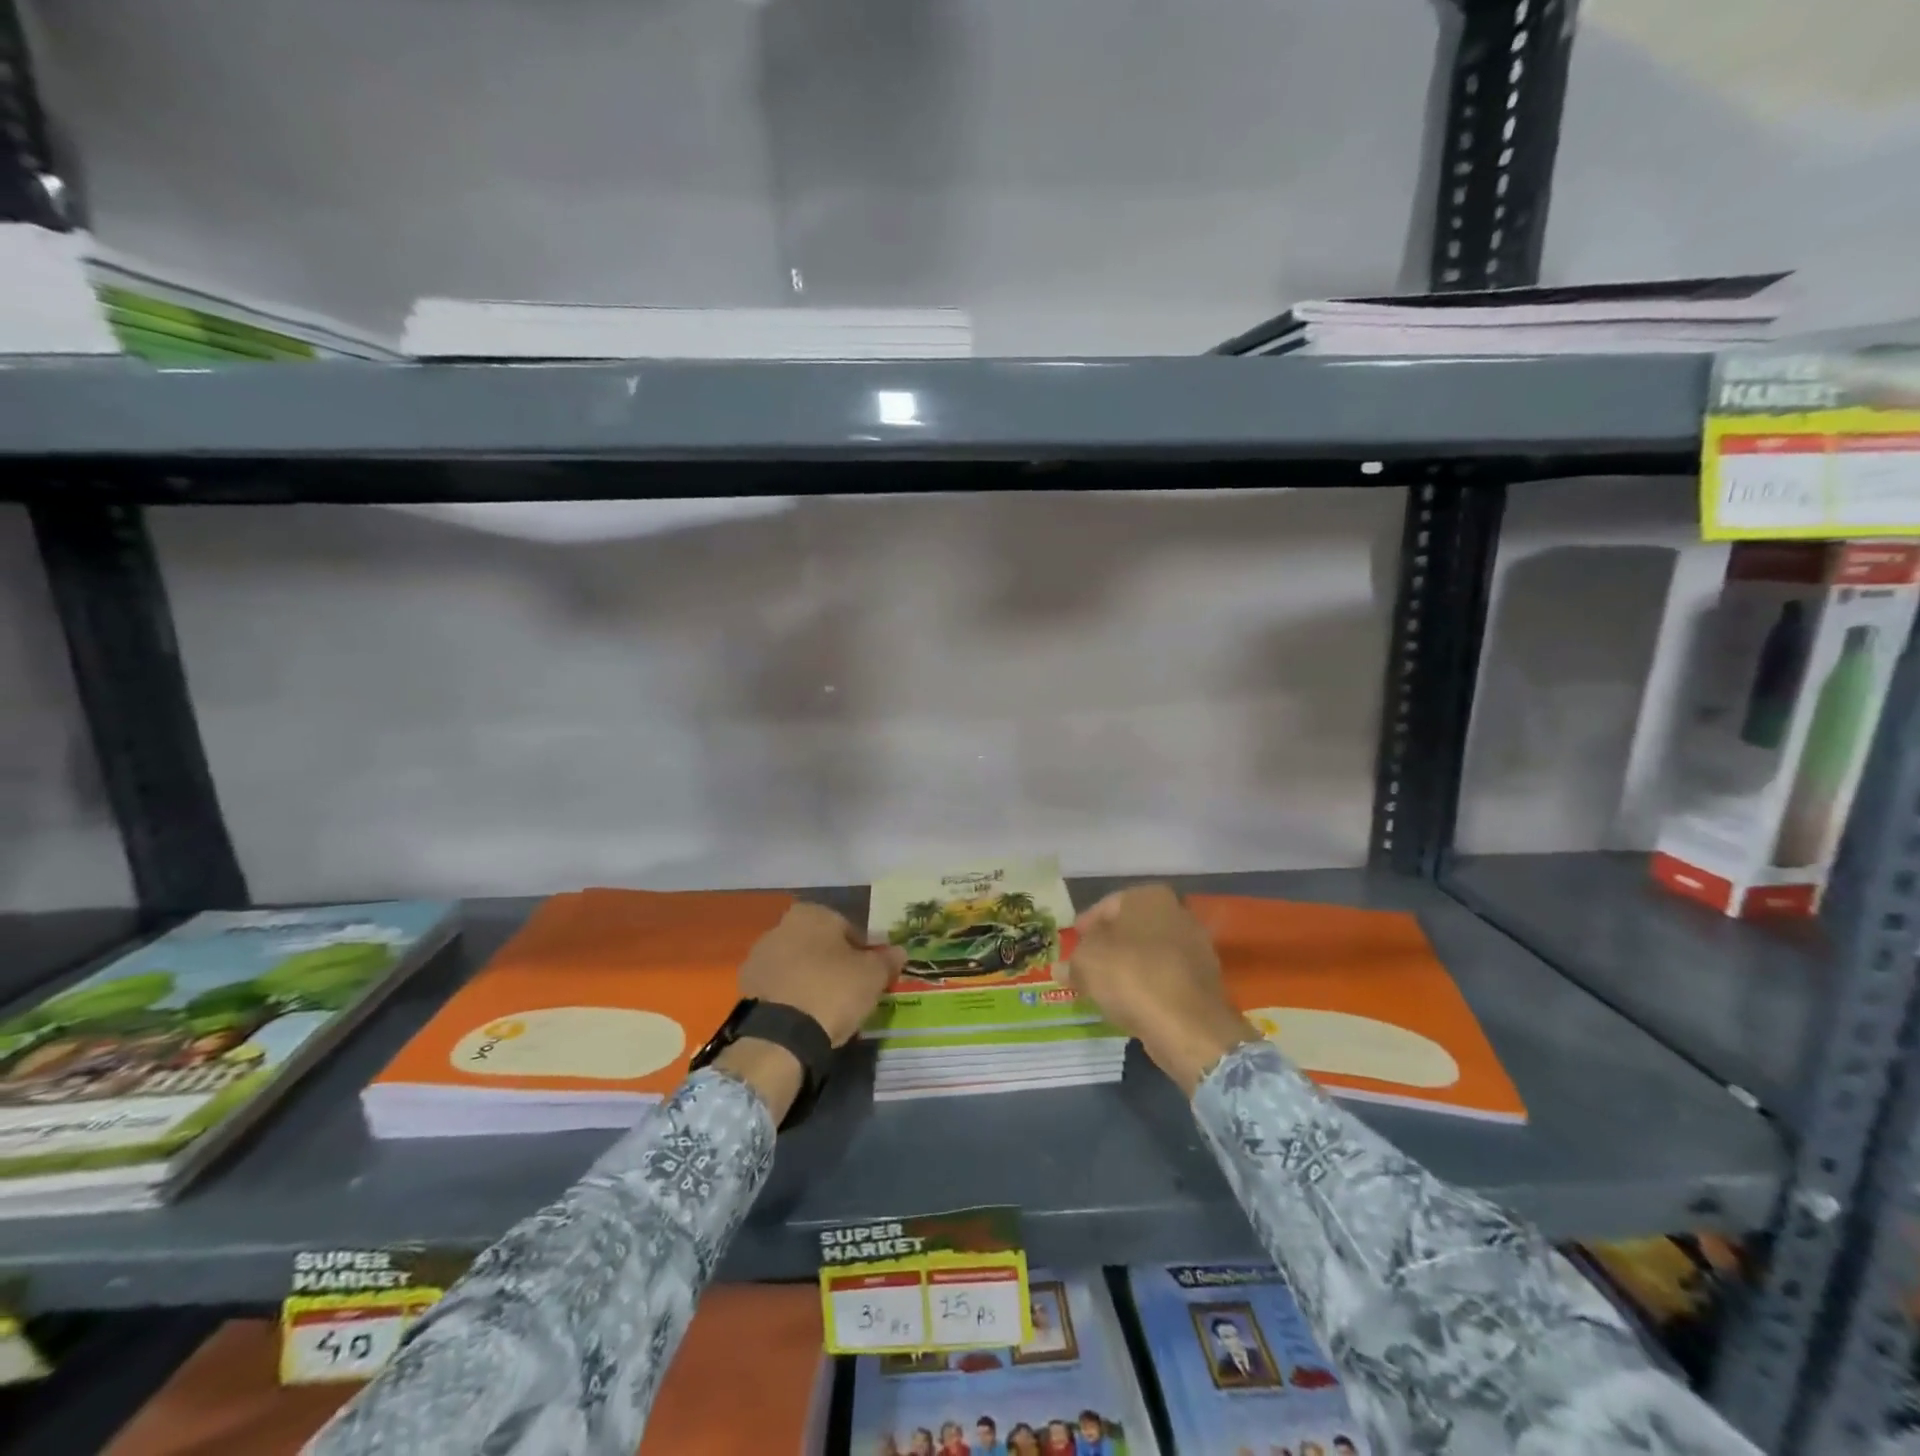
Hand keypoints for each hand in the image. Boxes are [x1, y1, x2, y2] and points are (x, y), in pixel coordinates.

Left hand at [715, 902, 902, 1121]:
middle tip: (850, 992)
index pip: (848, 929)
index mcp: (812, 913)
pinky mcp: (746, 986)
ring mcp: (759, 956)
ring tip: (827, 1009)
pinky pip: (779, 986)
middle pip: (819, 944)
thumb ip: (887, 960)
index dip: (863, 953)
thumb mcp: (873, 976)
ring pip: (797, 965)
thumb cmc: (833, 990)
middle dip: (833, 963)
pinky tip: (804, 1017)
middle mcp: (781, 926)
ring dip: (810, 979)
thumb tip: (899, 951)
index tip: (869, 976)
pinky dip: (791, 996)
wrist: (781, 1035)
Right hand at [1063, 885, 1258, 1094]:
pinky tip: (1131, 1002)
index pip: (1107, 905)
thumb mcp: (1085, 964)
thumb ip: (1071, 962)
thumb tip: (1061, 968)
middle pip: (1130, 929)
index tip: (1073, 942)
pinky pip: (1165, 977)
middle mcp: (1178, 913)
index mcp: (1150, 897)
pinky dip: (1147, 986)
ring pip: (1149, 953)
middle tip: (1085, 964)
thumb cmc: (1130, 977)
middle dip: (1108, 946)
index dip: (1086, 925)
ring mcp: (1196, 947)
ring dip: (1127, 967)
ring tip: (1104, 988)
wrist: (1187, 1025)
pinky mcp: (1204, 980)